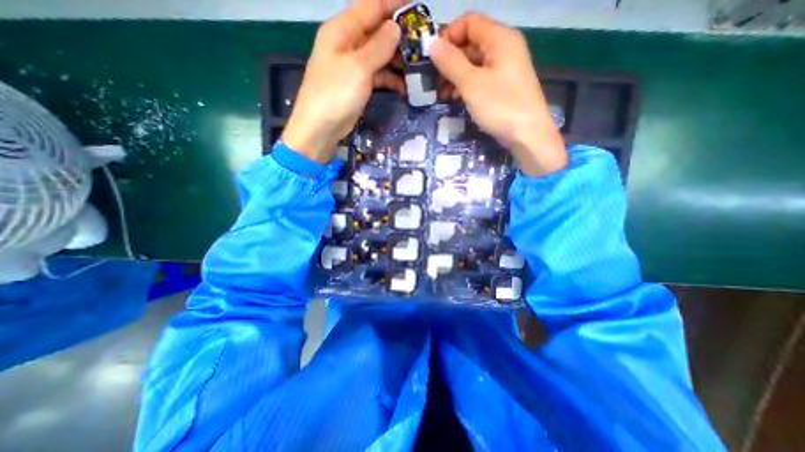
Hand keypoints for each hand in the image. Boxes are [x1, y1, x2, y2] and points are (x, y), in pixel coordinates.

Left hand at [283, 0, 409, 161]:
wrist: (321, 128)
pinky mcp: (358, 84)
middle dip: (399, 35)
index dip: (393, 4)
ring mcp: (354, 65)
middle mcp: (348, 43)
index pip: (371, 6)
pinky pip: (378, 75)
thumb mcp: (358, 67)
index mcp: (342, 30)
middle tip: (422, 44)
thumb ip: (378, 46)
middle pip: (377, 31)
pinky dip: (390, 79)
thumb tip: (396, 27)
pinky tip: (404, 87)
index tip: (417, 8)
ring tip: (418, 67)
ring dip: (397, 60)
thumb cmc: (335, 94)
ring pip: (380, 55)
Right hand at [430, 15, 567, 175]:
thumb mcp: (471, 84)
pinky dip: (465, 86)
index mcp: (500, 38)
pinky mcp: (502, 87)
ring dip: (455, 76)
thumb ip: (450, 62)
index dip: (448, 36)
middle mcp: (504, 48)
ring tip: (442, 94)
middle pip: (470, 43)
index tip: (432, 59)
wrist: (527, 135)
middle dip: (449, 61)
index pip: (469, 22)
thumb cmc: (500, 106)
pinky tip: (455, 99)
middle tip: (434, 81)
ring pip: (473, 64)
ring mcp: (504, 69)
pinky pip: (480, 79)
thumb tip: (431, 43)